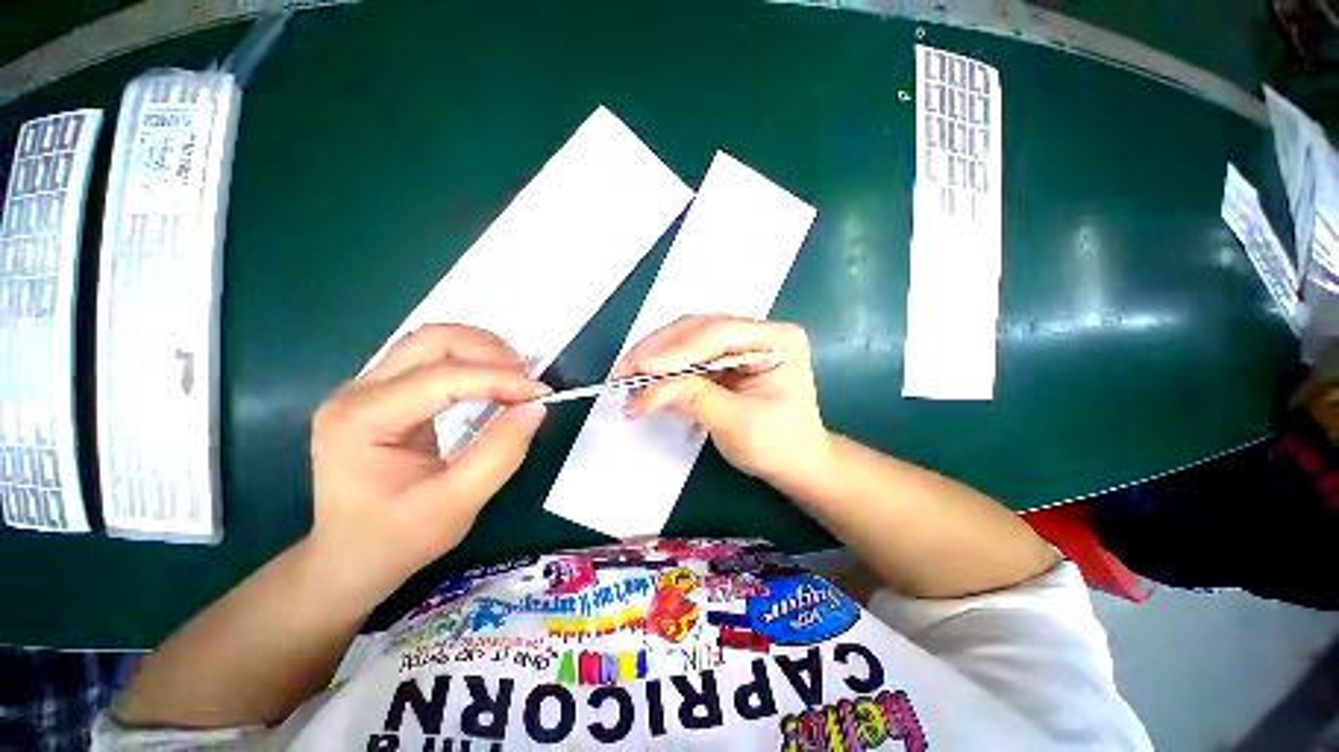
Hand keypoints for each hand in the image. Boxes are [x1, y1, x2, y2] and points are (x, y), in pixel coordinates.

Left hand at [308, 325, 548, 602]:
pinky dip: (471, 360)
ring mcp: (366, 388)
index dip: (499, 379)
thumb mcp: (456, 506)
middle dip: (488, 351)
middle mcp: (357, 392)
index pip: (441, 378)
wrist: (350, 558)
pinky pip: (432, 358)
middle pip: (431, 341)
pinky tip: (493, 379)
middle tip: (526, 380)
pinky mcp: (384, 393)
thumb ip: (499, 454)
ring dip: (481, 349)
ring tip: (515, 376)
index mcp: (361, 420)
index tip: (542, 394)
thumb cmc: (397, 538)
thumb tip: (535, 408)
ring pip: (432, 341)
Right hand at [612, 315, 831, 487]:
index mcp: (776, 339)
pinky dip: (665, 369)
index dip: (674, 351)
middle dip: (657, 351)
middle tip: (622, 371)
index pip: (717, 334)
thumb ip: (692, 400)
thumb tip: (645, 392)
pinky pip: (688, 356)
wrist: (796, 463)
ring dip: (655, 358)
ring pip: (688, 339)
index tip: (638, 368)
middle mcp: (758, 332)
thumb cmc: (778, 446)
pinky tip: (645, 380)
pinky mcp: (725, 359)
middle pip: (698, 329)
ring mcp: (740, 343)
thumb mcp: (737, 423)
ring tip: (627, 376)